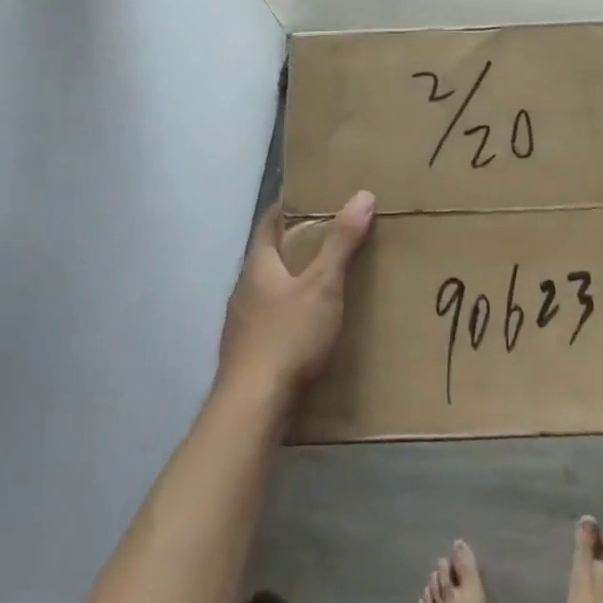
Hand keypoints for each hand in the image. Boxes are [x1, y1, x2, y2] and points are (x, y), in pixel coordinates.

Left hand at [216, 191, 375, 409]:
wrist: (252, 408)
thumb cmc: (287, 336)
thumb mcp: (323, 285)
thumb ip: (341, 242)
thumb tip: (362, 195)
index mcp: (257, 267)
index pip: (267, 224)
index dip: (284, 208)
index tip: (306, 198)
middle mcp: (243, 291)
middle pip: (266, 259)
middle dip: (292, 248)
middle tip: (324, 240)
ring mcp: (239, 327)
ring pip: (266, 294)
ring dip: (288, 286)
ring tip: (318, 286)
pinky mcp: (244, 358)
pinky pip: (267, 325)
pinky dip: (285, 319)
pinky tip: (303, 332)